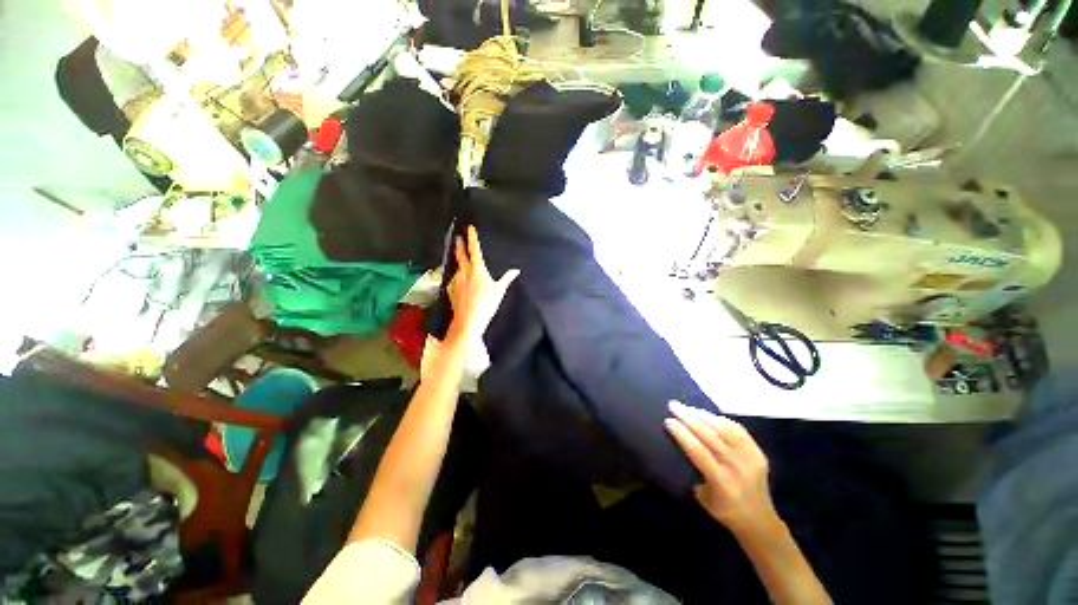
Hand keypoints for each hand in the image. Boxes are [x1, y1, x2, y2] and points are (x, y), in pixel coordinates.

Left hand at [447, 225, 519, 341]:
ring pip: (456, 267)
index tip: (470, 228)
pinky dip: (456, 276)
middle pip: (461, 255)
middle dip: (460, 245)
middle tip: (458, 238)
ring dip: (458, 261)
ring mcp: (456, 281)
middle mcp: (464, 272)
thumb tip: (516, 271)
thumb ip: (507, 278)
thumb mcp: (500, 290)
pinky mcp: (451, 291)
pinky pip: (453, 280)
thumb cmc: (487, 303)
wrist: (469, 319)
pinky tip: (458, 279)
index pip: (475, 249)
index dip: (473, 238)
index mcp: (477, 269)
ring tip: (459, 259)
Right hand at [665, 401, 776, 535]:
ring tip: (687, 407)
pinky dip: (720, 419)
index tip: (668, 420)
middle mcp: (737, 468)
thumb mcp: (702, 496)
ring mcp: (750, 458)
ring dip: (702, 415)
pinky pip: (737, 429)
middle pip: (710, 436)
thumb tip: (676, 444)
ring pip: (724, 429)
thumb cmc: (723, 510)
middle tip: (673, 406)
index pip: (698, 451)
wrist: (759, 520)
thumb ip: (692, 470)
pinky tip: (707, 414)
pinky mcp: (758, 452)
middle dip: (689, 418)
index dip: (682, 434)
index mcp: (721, 482)